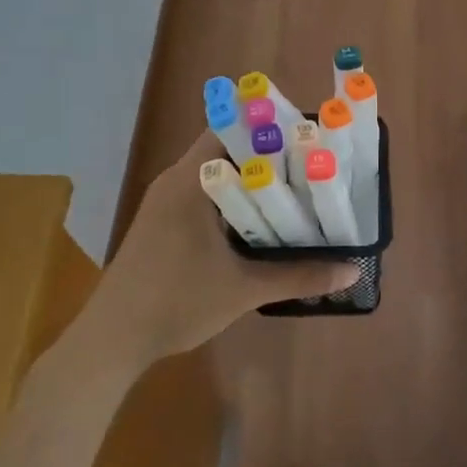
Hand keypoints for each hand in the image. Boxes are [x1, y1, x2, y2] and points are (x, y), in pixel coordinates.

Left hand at [86, 132, 355, 369]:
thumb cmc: (176, 302)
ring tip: (296, 187)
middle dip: (268, 154)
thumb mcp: (244, 289)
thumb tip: (353, 270)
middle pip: (227, 149)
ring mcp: (164, 201)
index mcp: (190, 180)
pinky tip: (260, 220)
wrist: (112, 340)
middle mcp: (175, 180)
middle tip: (313, 164)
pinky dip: (232, 198)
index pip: (231, 128)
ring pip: (215, 174)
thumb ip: (299, 276)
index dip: (269, 126)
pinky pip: (203, 194)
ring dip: (250, 179)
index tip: (306, 136)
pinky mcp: (161, 222)